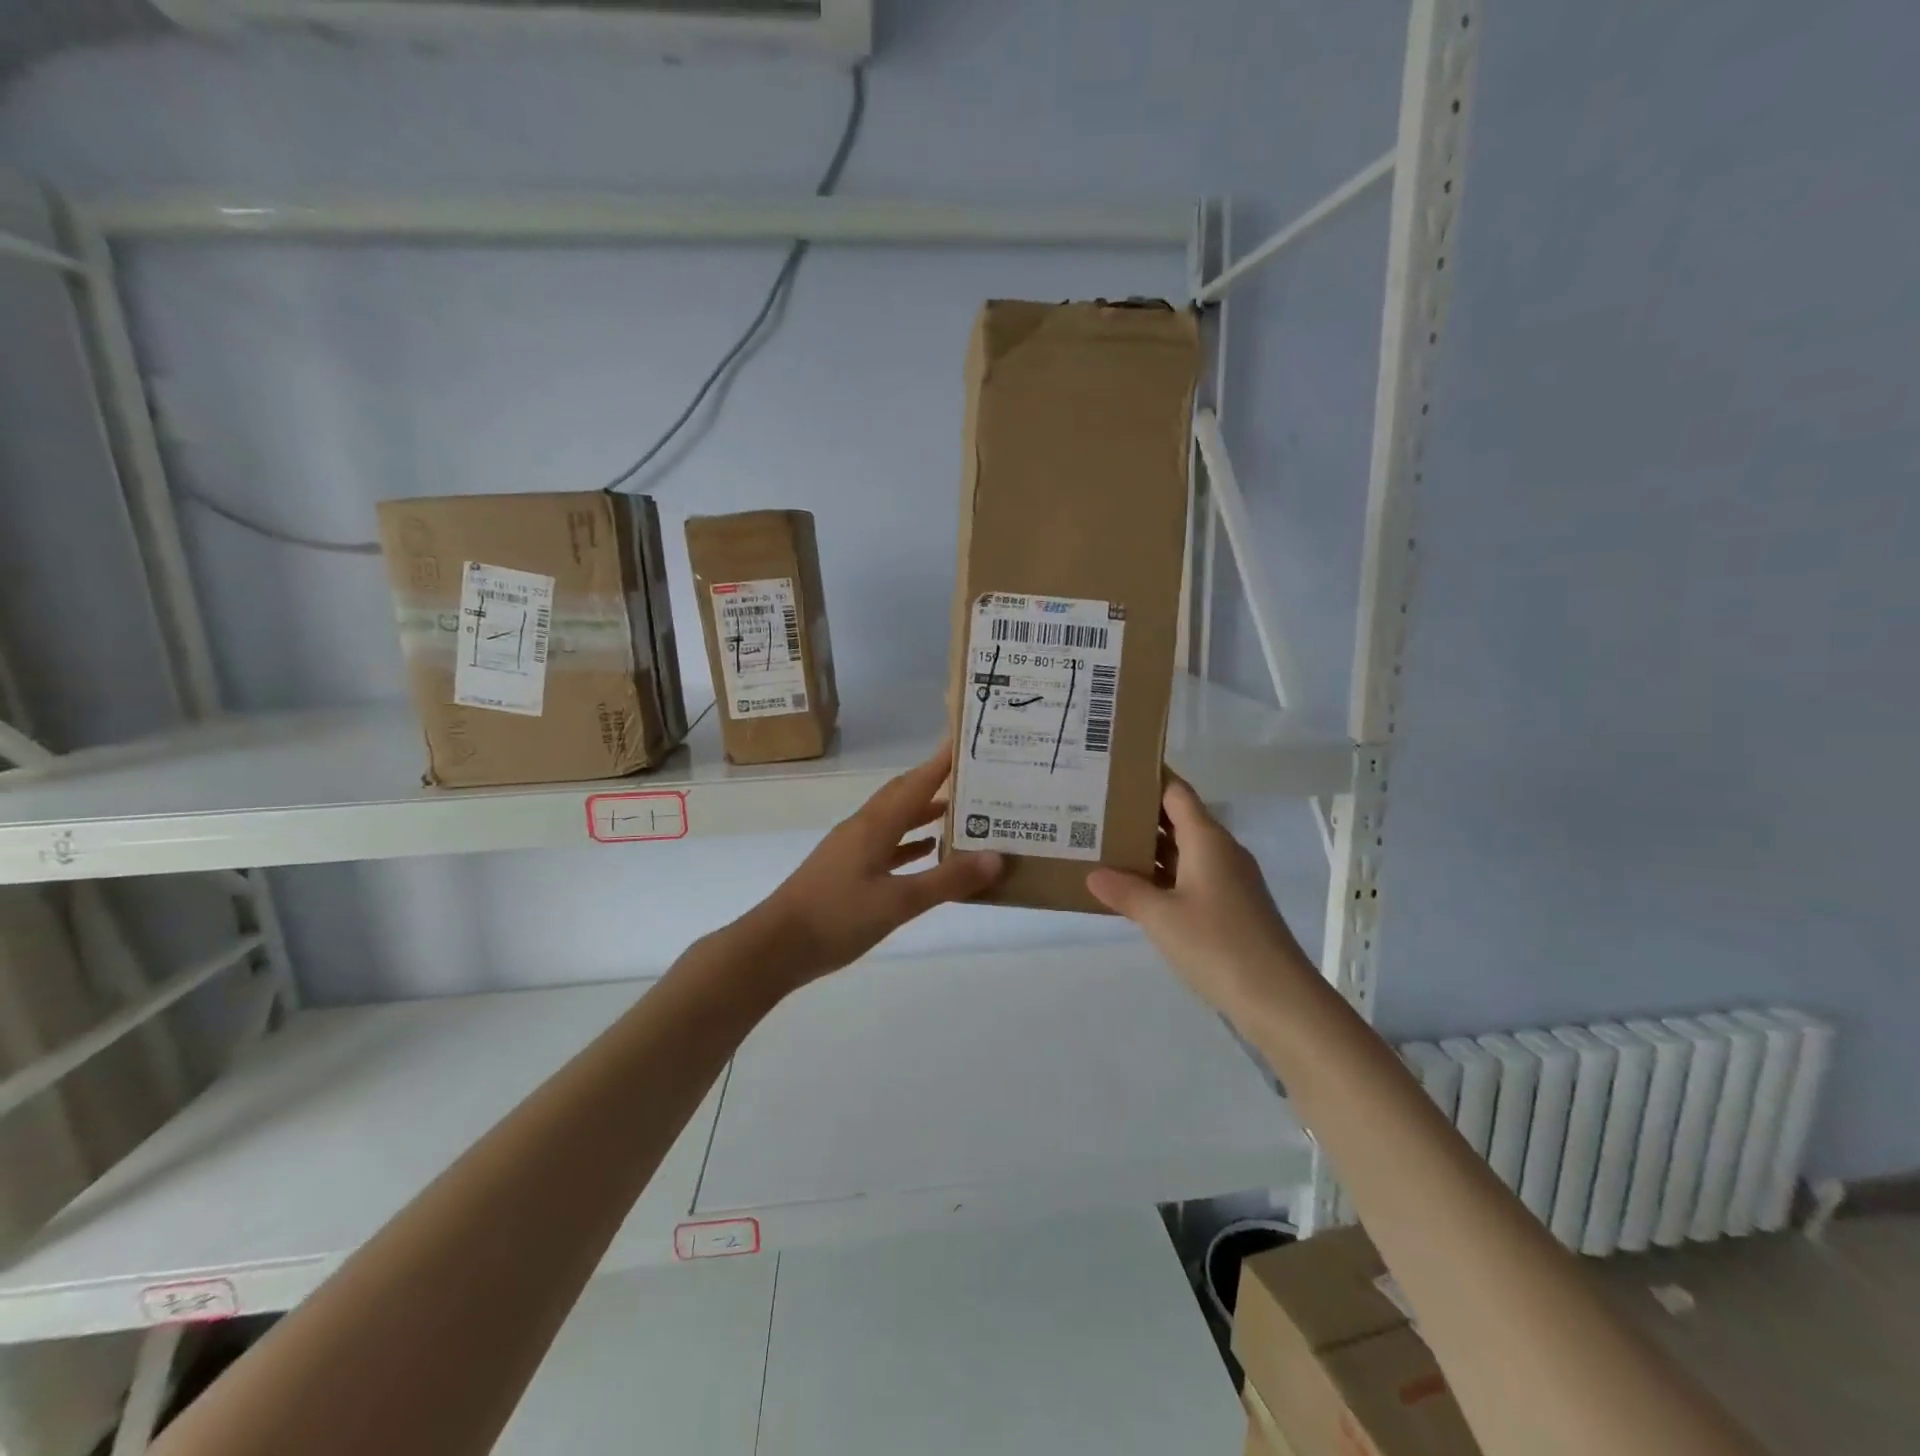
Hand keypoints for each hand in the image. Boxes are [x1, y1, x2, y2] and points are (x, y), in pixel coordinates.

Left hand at [750, 744, 1003, 987]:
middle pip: (904, 793)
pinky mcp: (846, 870)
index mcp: (875, 824)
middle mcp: (864, 827)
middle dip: (936, 781)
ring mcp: (852, 848)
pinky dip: (909, 842)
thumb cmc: (837, 917)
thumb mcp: (898, 901)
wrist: (775, 947)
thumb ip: (947, 880)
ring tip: (962, 812)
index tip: (967, 740)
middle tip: (973, 776)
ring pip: (895, 819)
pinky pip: (886, 843)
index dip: (942, 761)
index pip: (917, 782)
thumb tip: (996, 857)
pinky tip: (927, 851)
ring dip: (925, 812)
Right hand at [1086, 774, 1308, 1017]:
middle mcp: (1220, 851)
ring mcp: (1228, 880)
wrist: (1278, 998)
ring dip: (1148, 848)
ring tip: (1103, 845)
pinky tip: (1134, 888)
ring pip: (1182, 850)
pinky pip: (1189, 876)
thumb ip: (1125, 891)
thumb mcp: (1161, 917)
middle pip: (1178, 819)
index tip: (1113, 769)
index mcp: (1207, 840)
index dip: (1148, 777)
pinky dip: (1161, 876)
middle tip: (1094, 809)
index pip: (1176, 792)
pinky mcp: (1230, 907)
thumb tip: (1093, 874)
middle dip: (1139, 814)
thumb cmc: (1217, 945)